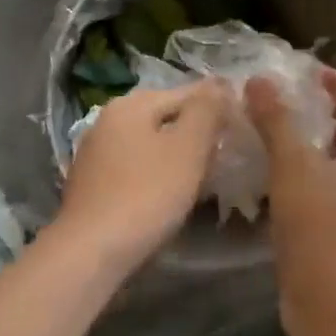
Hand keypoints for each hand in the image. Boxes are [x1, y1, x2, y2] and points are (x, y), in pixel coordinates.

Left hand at [55, 80, 232, 266]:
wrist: (91, 252)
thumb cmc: (147, 194)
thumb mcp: (188, 148)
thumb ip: (206, 110)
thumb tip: (219, 84)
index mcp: (131, 104)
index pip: (185, 92)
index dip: (218, 105)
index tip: (244, 122)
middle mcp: (107, 120)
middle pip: (165, 116)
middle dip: (197, 130)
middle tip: (228, 149)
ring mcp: (96, 153)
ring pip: (150, 143)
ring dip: (177, 153)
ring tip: (206, 172)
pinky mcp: (93, 184)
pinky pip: (135, 167)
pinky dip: (156, 173)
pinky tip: (171, 192)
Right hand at [247, 68, 335, 335]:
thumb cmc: (321, 224)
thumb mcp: (293, 165)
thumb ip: (276, 120)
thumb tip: (260, 81)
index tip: (311, 75)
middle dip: (323, 121)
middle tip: (286, 111)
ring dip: (313, 156)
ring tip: (274, 148)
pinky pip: (330, 202)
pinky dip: (307, 188)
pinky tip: (274, 192)